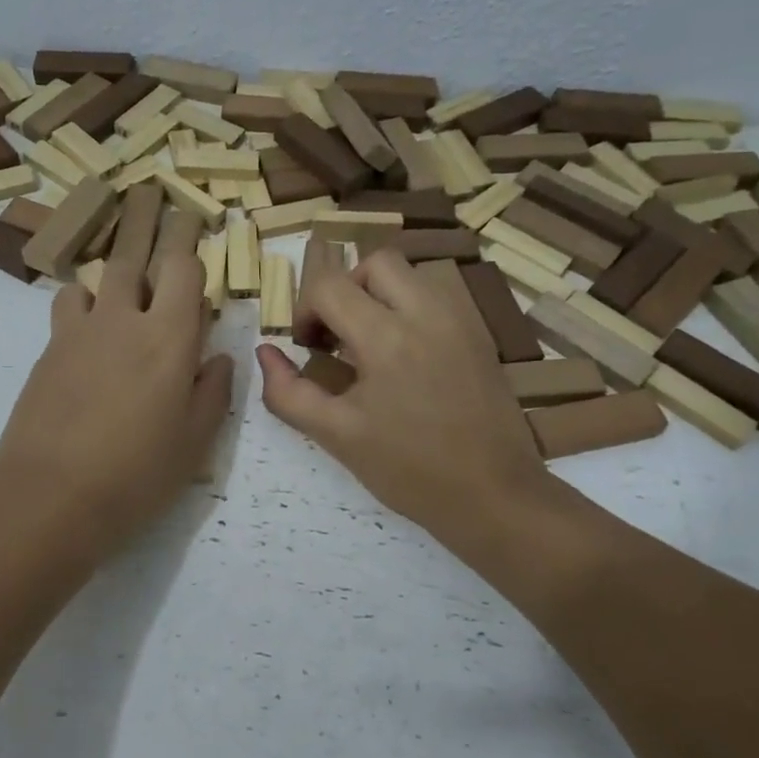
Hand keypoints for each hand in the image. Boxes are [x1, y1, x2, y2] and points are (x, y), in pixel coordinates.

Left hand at [0, 221, 231, 554]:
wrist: (51, 495)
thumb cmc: (137, 474)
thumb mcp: (194, 441)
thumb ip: (212, 391)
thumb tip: (219, 358)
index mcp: (169, 338)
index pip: (183, 269)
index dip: (191, 247)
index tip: (196, 232)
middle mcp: (124, 320)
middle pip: (135, 256)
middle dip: (149, 225)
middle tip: (153, 199)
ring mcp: (79, 331)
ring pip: (97, 278)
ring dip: (114, 274)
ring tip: (124, 282)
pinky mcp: (48, 350)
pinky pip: (68, 306)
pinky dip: (83, 304)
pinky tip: (88, 326)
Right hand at [255, 250, 560, 545]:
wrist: (493, 495)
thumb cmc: (408, 470)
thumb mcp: (336, 435)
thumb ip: (289, 393)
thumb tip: (265, 352)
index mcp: (386, 338)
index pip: (330, 286)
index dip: (306, 310)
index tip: (308, 347)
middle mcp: (427, 313)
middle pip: (375, 262)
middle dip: (345, 289)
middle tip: (338, 334)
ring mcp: (460, 320)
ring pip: (410, 274)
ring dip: (379, 295)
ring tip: (370, 343)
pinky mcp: (479, 334)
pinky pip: (436, 297)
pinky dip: (409, 308)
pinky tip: (405, 355)